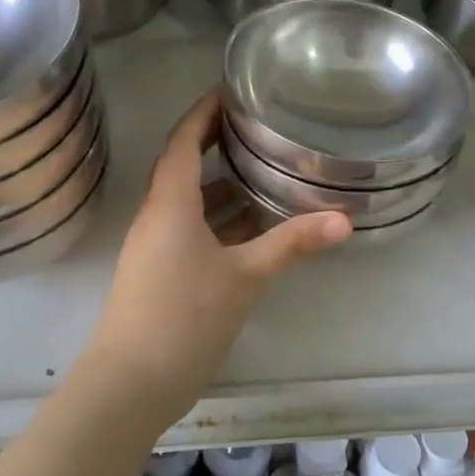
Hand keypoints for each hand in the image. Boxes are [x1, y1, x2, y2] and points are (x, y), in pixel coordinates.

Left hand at [85, 91, 349, 418]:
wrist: (130, 383)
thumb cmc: (184, 316)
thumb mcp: (245, 276)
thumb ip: (292, 244)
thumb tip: (344, 220)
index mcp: (170, 204)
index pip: (183, 142)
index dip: (203, 113)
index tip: (229, 91)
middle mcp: (157, 218)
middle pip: (184, 168)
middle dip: (215, 144)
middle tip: (255, 128)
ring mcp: (155, 249)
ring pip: (189, 204)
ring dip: (221, 188)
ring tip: (263, 174)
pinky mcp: (160, 275)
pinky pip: (191, 232)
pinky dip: (219, 222)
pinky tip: (251, 231)